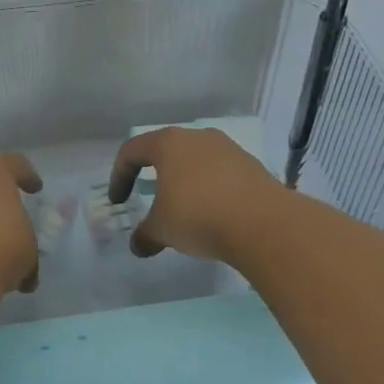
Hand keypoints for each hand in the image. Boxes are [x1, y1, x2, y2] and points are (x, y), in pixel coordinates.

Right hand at [109, 127, 281, 262]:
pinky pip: (220, 173)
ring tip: (184, 208)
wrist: (264, 224)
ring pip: (196, 160)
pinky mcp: (251, 165)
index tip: (119, 201)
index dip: (119, 176)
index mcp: (168, 143)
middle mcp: (197, 137)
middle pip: (166, 150)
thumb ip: (145, 235)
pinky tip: (213, 213)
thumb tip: (138, 246)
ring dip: (184, 181)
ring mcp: (228, 148)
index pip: (132, 151)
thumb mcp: (162, 229)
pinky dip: (210, 188)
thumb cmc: (199, 216)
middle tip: (148, 197)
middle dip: (154, 174)